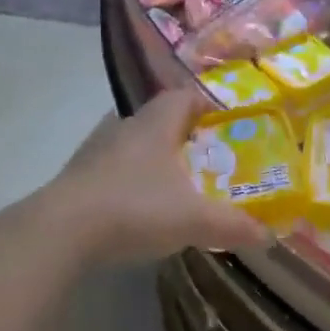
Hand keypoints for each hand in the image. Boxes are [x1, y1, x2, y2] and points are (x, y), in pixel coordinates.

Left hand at [42, 89, 270, 268]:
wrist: (61, 231)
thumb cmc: (135, 208)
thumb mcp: (193, 219)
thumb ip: (232, 225)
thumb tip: (268, 234)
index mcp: (155, 123)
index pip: (183, 96)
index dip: (206, 105)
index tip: (225, 124)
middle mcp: (124, 126)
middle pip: (158, 118)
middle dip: (183, 135)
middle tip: (207, 159)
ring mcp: (96, 150)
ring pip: (133, 143)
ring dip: (154, 157)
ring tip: (175, 184)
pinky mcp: (78, 176)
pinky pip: (112, 168)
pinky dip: (130, 180)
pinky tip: (139, 207)